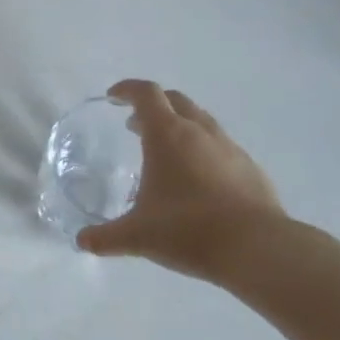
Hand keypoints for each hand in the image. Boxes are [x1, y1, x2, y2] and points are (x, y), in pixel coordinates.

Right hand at [77, 80, 286, 284]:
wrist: (258, 249)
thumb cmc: (188, 230)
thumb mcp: (138, 236)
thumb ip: (106, 236)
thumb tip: (82, 242)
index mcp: (167, 134)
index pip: (145, 93)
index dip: (127, 89)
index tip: (113, 97)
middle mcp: (199, 131)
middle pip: (174, 100)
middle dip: (153, 105)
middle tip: (136, 125)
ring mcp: (229, 147)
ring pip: (201, 120)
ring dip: (180, 126)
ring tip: (168, 152)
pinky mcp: (250, 168)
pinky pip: (221, 146)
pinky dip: (204, 150)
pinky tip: (200, 180)